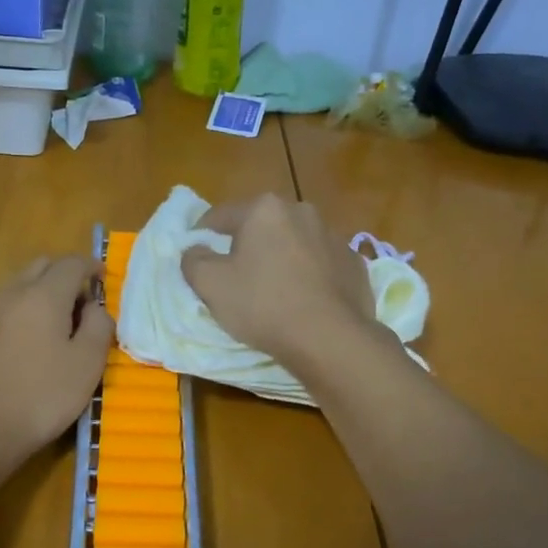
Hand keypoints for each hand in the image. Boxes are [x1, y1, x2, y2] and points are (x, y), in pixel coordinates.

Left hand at [0, 255, 112, 473]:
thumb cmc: (40, 400)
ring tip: (45, 328)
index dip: (91, 266)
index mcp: (43, 296)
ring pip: (13, 287)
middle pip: (39, 267)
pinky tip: (12, 347)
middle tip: (77, 304)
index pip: (72, 263)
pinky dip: (10, 315)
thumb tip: (95, 307)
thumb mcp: (87, 367)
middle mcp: (8, 292)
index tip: (102, 279)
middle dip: (62, 276)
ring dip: (34, 295)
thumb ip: (99, 327)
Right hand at [181, 195, 377, 374]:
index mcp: (264, 209)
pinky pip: (321, 264)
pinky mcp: (354, 263)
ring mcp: (333, 236)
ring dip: (280, 258)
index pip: (220, 216)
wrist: (330, 338)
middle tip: (235, 276)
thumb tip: (195, 250)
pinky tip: (303, 301)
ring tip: (272, 290)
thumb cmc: (263, 305)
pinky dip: (309, 276)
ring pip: (294, 243)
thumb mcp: (211, 285)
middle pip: (261, 226)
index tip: (196, 256)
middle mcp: (301, 211)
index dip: (202, 235)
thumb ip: (193, 260)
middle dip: (246, 245)